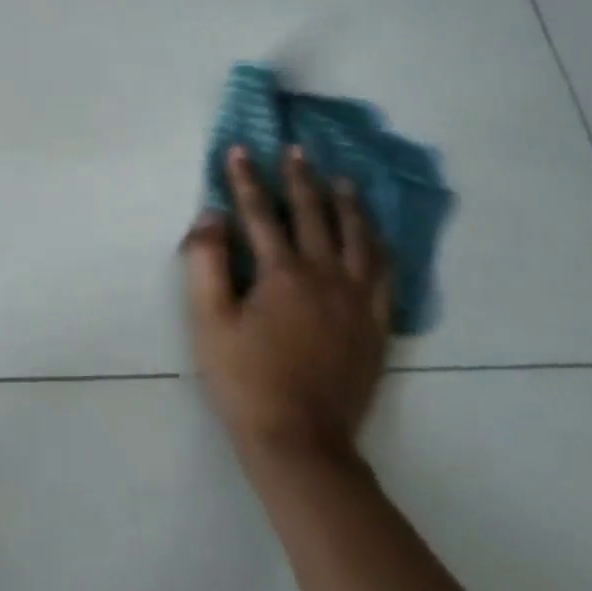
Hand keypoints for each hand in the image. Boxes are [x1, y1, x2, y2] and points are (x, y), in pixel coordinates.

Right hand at [184, 145, 393, 471]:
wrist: (299, 441)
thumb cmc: (244, 378)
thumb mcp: (208, 320)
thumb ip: (206, 262)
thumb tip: (212, 216)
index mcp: (283, 274)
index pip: (261, 213)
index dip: (246, 179)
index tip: (239, 149)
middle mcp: (326, 276)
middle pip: (315, 215)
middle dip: (302, 178)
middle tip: (297, 150)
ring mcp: (357, 301)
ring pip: (359, 238)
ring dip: (349, 204)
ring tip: (343, 180)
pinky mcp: (375, 326)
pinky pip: (385, 274)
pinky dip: (379, 246)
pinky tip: (376, 238)